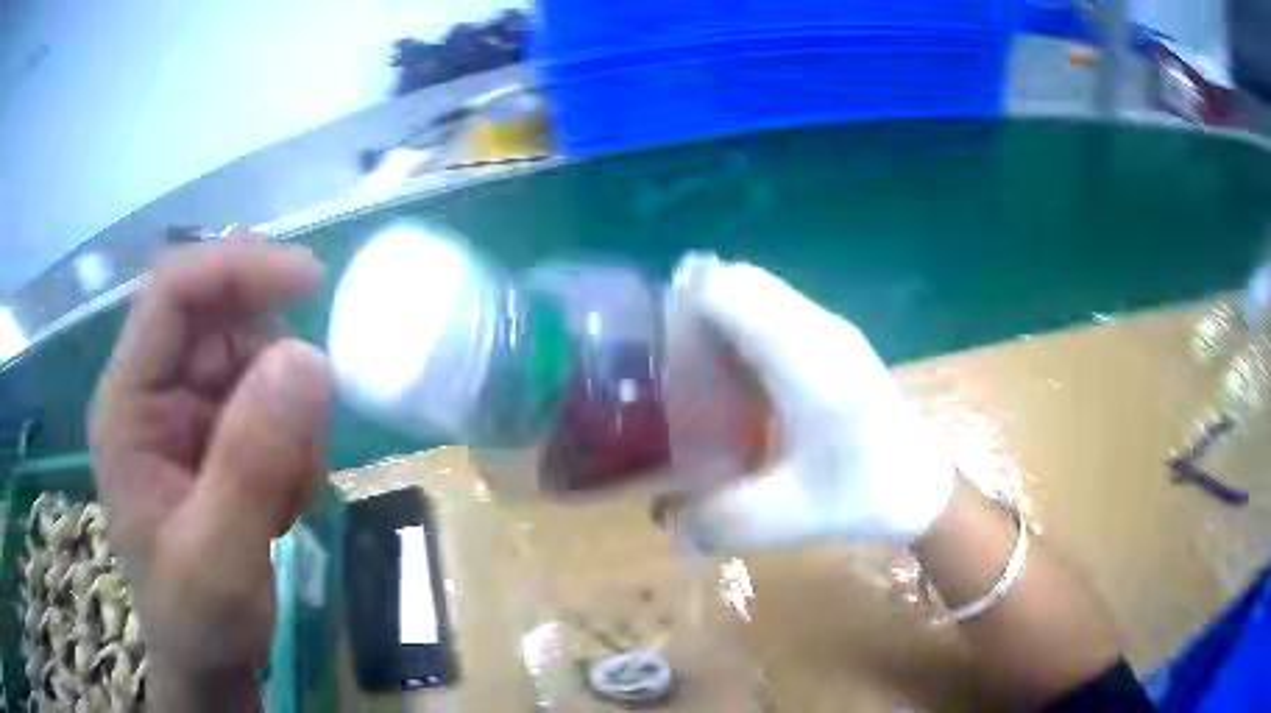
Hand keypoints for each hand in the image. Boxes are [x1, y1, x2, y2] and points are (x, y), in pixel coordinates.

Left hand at [89, 236, 329, 707]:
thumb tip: (308, 358)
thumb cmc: (198, 621)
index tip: (310, 280)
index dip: (236, 269)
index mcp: (128, 405)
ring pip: (250, 362)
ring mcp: (183, 416)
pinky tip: (288, 500)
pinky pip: (266, 403)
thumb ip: (252, 461)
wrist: (209, 667)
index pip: (172, 294)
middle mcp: (151, 394)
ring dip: (288, 415)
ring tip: (292, 491)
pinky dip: (292, 442)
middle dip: (271, 362)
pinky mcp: (214, 439)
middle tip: (309, 426)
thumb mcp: (220, 556)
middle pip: (216, 321)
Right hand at [677, 258, 953, 552]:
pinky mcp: (837, 339)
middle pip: (740, 280)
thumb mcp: (784, 519)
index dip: (681, 307)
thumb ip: (715, 518)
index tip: (658, 353)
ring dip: (722, 316)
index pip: (727, 291)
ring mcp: (831, 329)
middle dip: (696, 309)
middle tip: (675, 366)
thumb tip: (662, 518)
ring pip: (759, 291)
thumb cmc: (859, 495)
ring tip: (703, 373)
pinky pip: (776, 309)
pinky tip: (742, 382)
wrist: (921, 486)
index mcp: (805, 360)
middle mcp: (818, 328)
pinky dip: (746, 326)